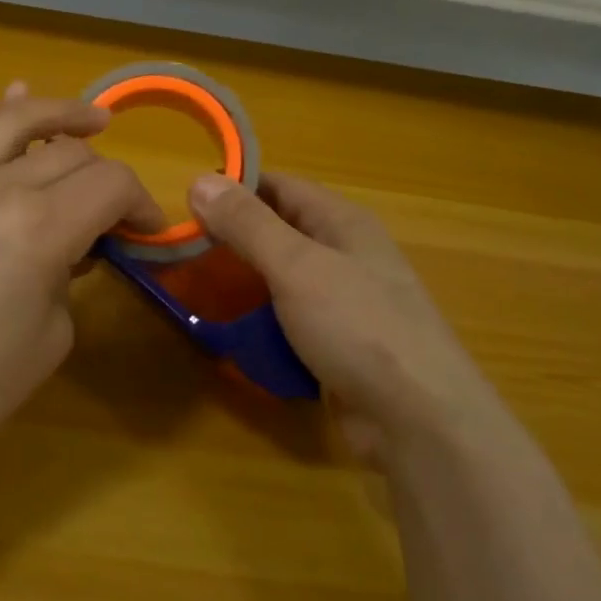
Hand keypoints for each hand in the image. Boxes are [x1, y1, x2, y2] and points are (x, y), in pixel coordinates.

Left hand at [0, 85, 161, 460]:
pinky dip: (5, 118)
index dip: (141, 203)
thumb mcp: (53, 336)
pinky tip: (18, 96)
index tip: (148, 231)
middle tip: (116, 214)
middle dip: (107, 177)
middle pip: (72, 154)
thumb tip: (70, 249)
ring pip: (17, 123)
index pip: (110, 184)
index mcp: (39, 229)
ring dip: (62, 115)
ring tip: (94, 120)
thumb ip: (70, 276)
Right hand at [188, 170, 511, 465]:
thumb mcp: (297, 267)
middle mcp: (345, 255)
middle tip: (180, 252)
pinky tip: (229, 335)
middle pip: (279, 234)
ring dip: (243, 285)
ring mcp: (343, 304)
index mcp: (342, 223)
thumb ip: (248, 224)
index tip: (184, 203)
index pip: (280, 186)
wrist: (419, 420)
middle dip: (232, 240)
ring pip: (280, 281)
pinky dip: (260, 325)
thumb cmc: (358, 327)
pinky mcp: (337, 345)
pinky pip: (288, 323)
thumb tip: (199, 180)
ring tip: (194, 293)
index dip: (234, 188)